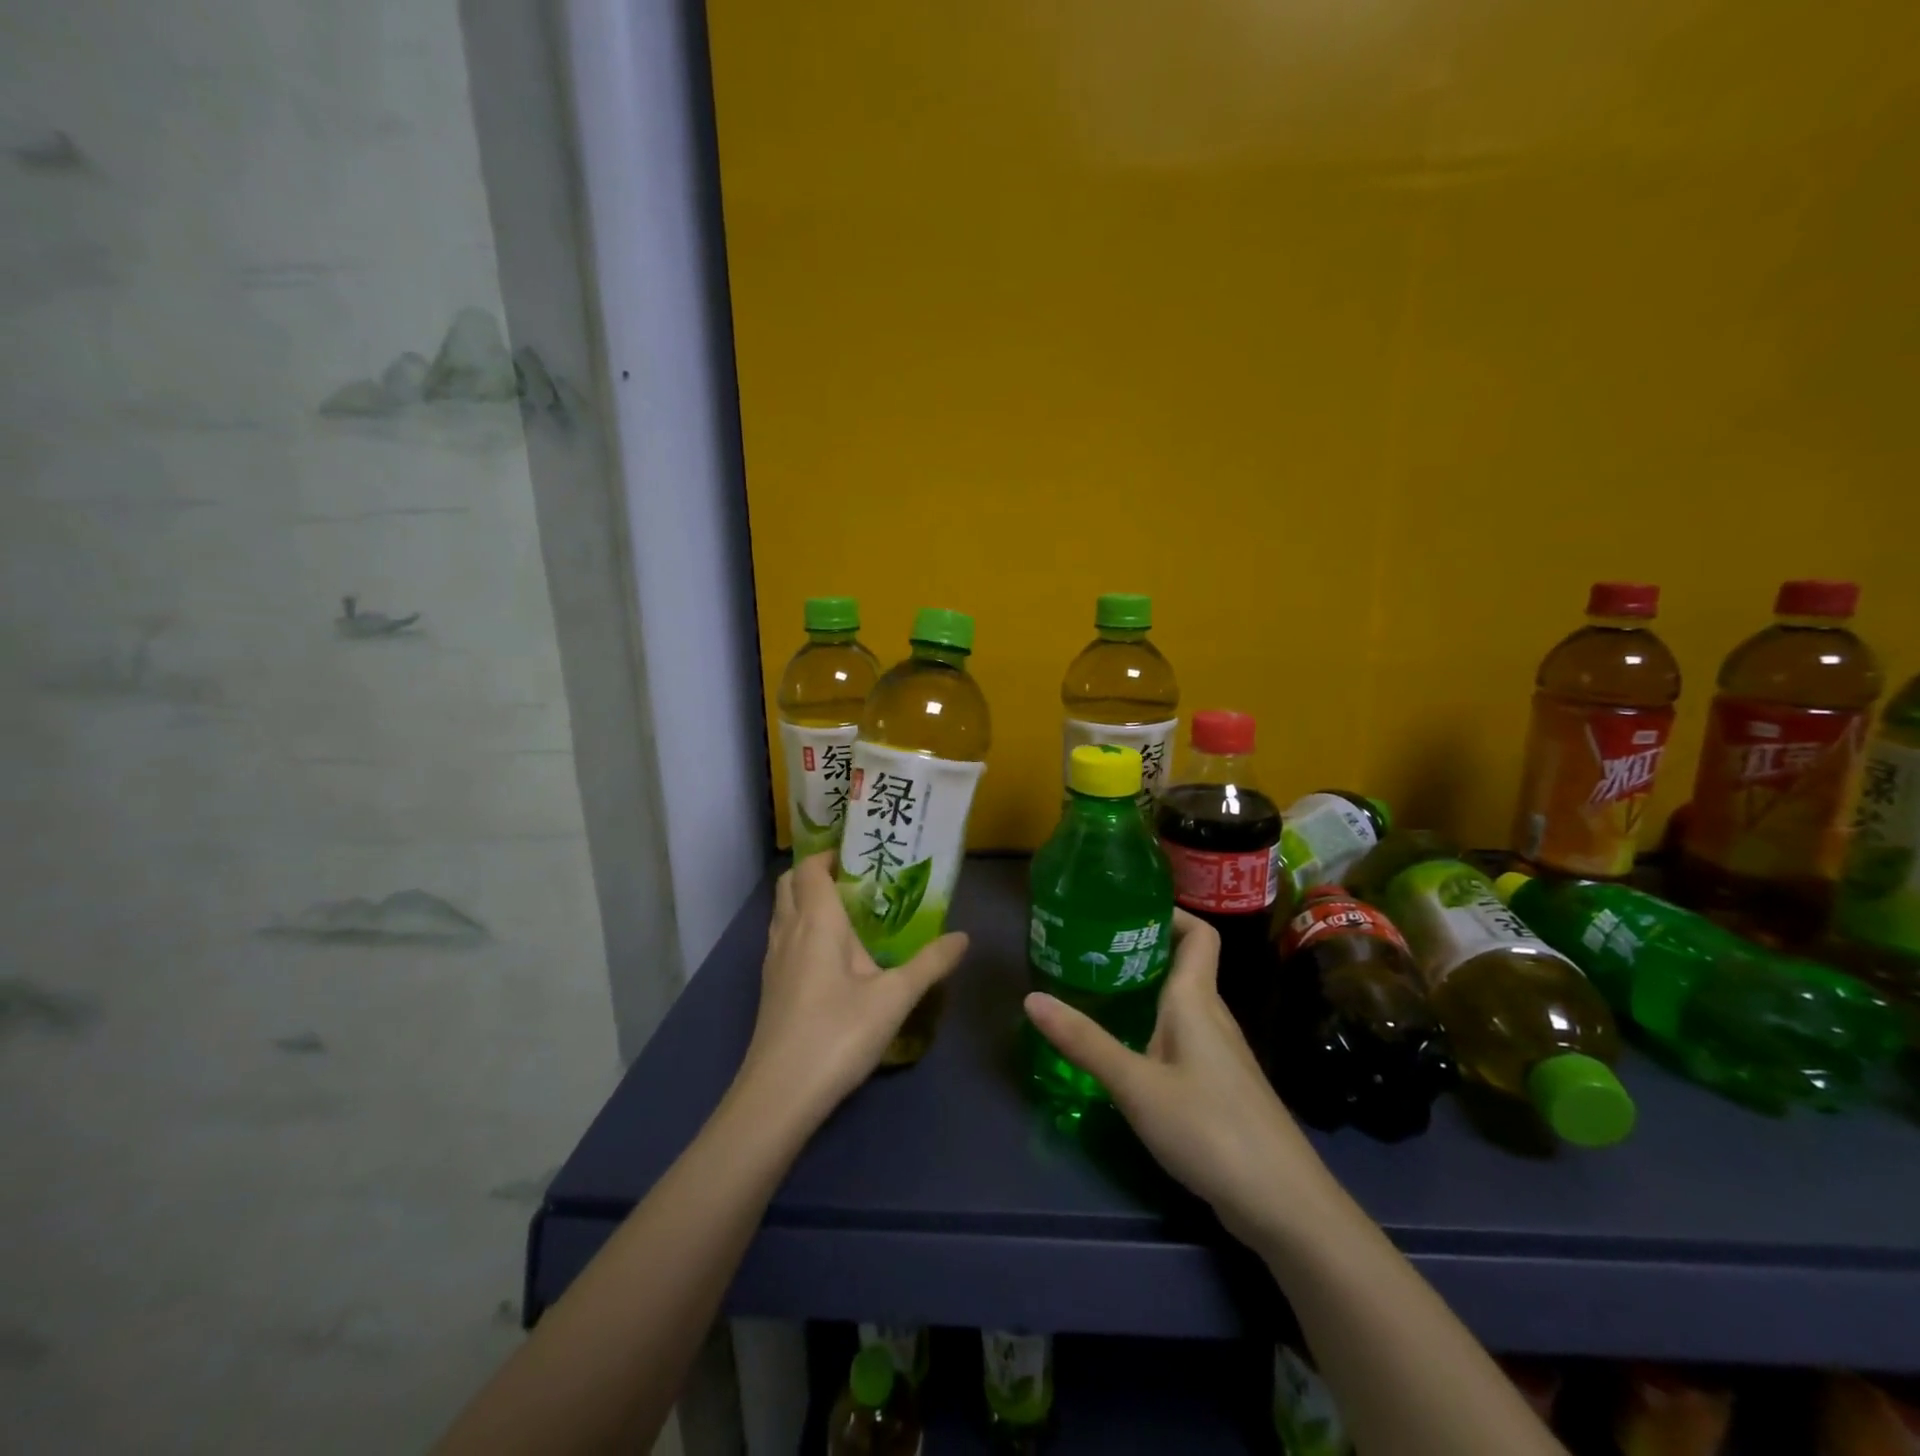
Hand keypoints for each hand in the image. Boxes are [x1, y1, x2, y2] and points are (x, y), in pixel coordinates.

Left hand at [736, 852, 967, 1127]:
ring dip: (807, 901)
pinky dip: (802, 929)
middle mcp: (788, 931)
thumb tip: (963, 936)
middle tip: (856, 880)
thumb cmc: (838, 1034)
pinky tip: (831, 956)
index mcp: (816, 921)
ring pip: (783, 912)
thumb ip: (930, 964)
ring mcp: (773, 960)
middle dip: (817, 873)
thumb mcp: (895, 998)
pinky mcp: (770, 986)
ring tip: (848, 913)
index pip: (811, 868)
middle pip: (790, 884)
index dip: (830, 854)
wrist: (779, 1095)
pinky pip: (783, 938)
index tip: (861, 854)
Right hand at [1025, 910, 1331, 1247]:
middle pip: (1183, 965)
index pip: (1198, 934)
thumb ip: (1085, 1042)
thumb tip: (1031, 998)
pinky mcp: (1220, 1086)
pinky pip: (1183, 1037)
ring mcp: (1220, 1054)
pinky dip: (1154, 1028)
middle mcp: (1212, 1017)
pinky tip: (1125, 1050)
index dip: (1170, 913)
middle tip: (1090, 949)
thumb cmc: (1210, 1129)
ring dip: (1145, 991)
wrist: (1283, 1203)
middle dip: (1141, 951)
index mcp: (1197, 1000)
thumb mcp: (1136, 1085)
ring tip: (1097, 991)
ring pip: (1181, 1004)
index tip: (1126, 909)